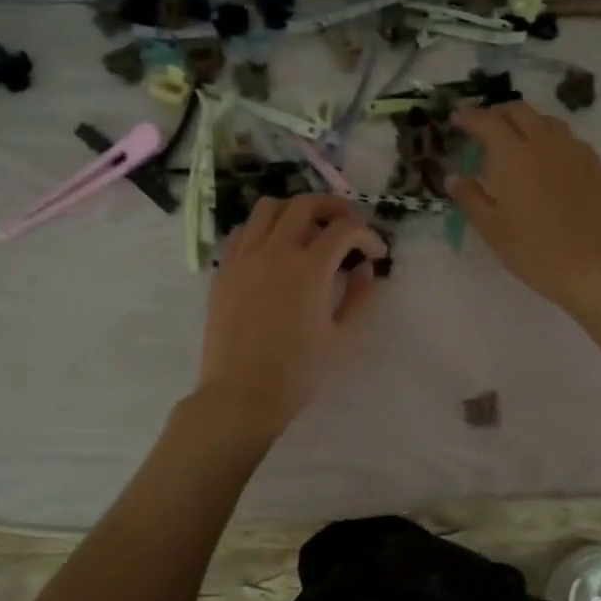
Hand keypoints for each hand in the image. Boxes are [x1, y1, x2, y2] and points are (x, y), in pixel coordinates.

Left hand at [193, 195, 387, 437]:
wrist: (241, 395)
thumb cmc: (299, 372)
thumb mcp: (343, 339)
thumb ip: (361, 297)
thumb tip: (365, 269)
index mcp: (309, 268)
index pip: (345, 229)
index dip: (368, 235)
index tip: (376, 254)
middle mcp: (274, 252)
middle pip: (306, 204)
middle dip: (335, 208)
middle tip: (349, 226)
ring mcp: (244, 258)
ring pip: (269, 208)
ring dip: (296, 210)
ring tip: (310, 229)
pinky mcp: (224, 270)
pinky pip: (244, 231)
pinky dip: (265, 228)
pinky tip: (275, 249)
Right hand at [450, 102, 600, 311]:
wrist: (592, 268)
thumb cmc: (533, 251)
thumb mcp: (492, 229)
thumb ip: (470, 198)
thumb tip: (454, 178)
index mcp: (513, 155)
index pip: (487, 122)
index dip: (469, 117)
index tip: (457, 119)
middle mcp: (544, 143)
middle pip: (519, 111)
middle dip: (498, 113)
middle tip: (485, 127)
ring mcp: (575, 152)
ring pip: (548, 121)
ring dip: (527, 122)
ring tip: (517, 140)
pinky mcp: (596, 166)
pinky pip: (570, 140)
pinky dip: (552, 140)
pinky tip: (549, 161)